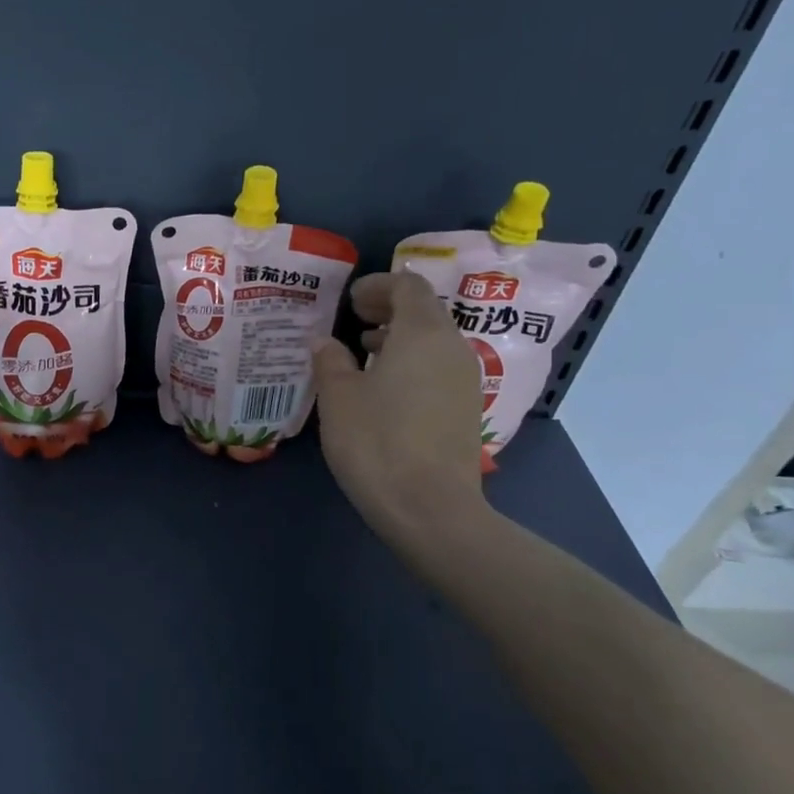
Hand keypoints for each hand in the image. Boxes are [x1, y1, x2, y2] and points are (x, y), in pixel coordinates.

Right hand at [313, 271, 488, 542]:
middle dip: (389, 308)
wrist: (430, 508)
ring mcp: (466, 379)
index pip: (408, 285)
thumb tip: (325, 342)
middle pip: (425, 310)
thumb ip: (330, 361)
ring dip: (401, 337)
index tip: (349, 299)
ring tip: (365, 352)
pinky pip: (440, 367)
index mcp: (422, 333)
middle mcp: (453, 347)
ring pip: (434, 340)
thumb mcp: (338, 398)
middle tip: (354, 319)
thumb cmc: (377, 442)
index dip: (378, 285)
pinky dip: (413, 362)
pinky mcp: (468, 408)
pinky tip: (386, 388)